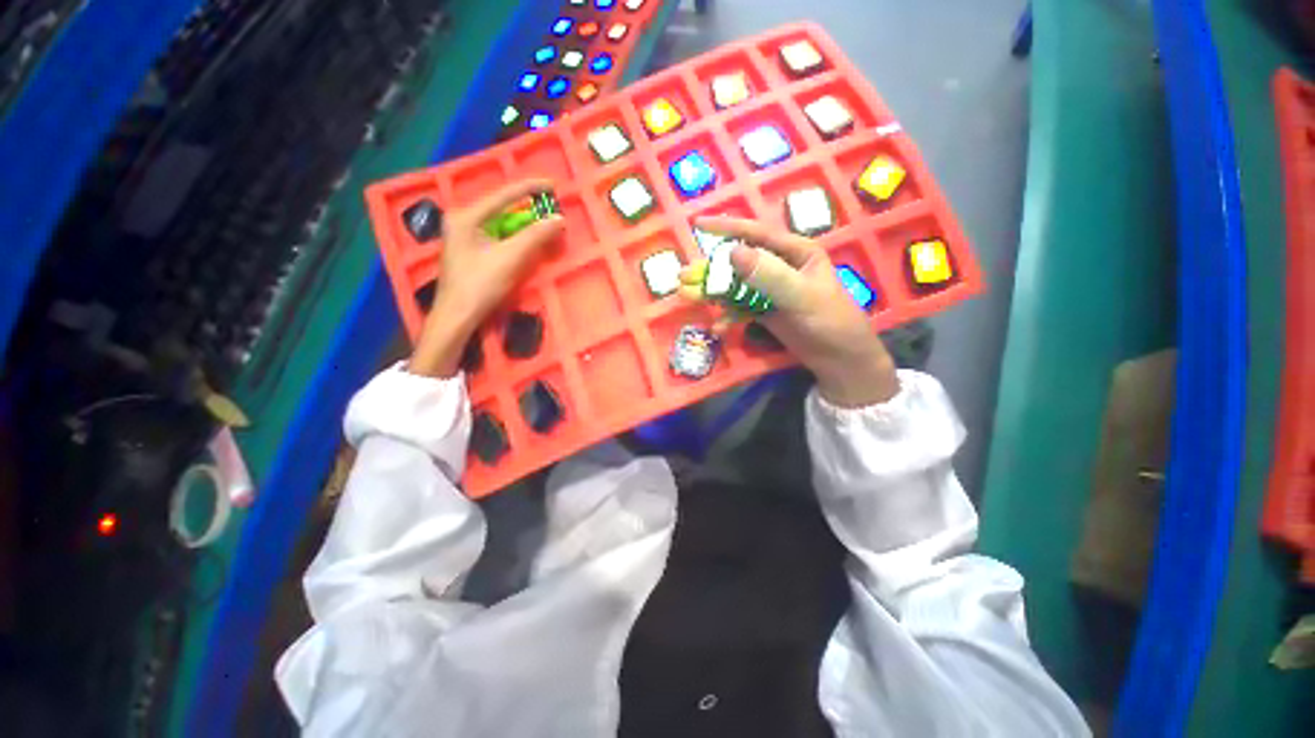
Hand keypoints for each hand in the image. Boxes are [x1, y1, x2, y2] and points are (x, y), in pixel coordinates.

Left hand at [410, 180, 564, 377]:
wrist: (457, 317)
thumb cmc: (479, 285)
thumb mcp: (510, 258)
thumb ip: (535, 236)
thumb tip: (559, 219)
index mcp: (466, 216)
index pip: (503, 195)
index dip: (529, 188)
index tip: (553, 185)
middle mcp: (463, 221)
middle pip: (502, 208)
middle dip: (528, 208)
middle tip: (551, 207)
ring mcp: (465, 237)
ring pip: (501, 223)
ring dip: (524, 224)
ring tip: (544, 223)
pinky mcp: (471, 252)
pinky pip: (499, 236)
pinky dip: (516, 237)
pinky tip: (528, 241)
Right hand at [689, 216, 897, 406]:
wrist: (840, 360)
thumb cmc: (829, 321)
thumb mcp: (800, 296)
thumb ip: (768, 275)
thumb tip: (732, 252)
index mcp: (795, 252)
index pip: (756, 233)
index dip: (726, 228)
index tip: (697, 224)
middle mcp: (781, 266)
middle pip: (739, 262)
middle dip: (711, 269)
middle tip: (683, 276)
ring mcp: (771, 290)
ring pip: (736, 286)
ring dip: (714, 292)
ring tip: (688, 298)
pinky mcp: (766, 310)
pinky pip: (741, 308)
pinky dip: (728, 315)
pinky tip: (719, 328)